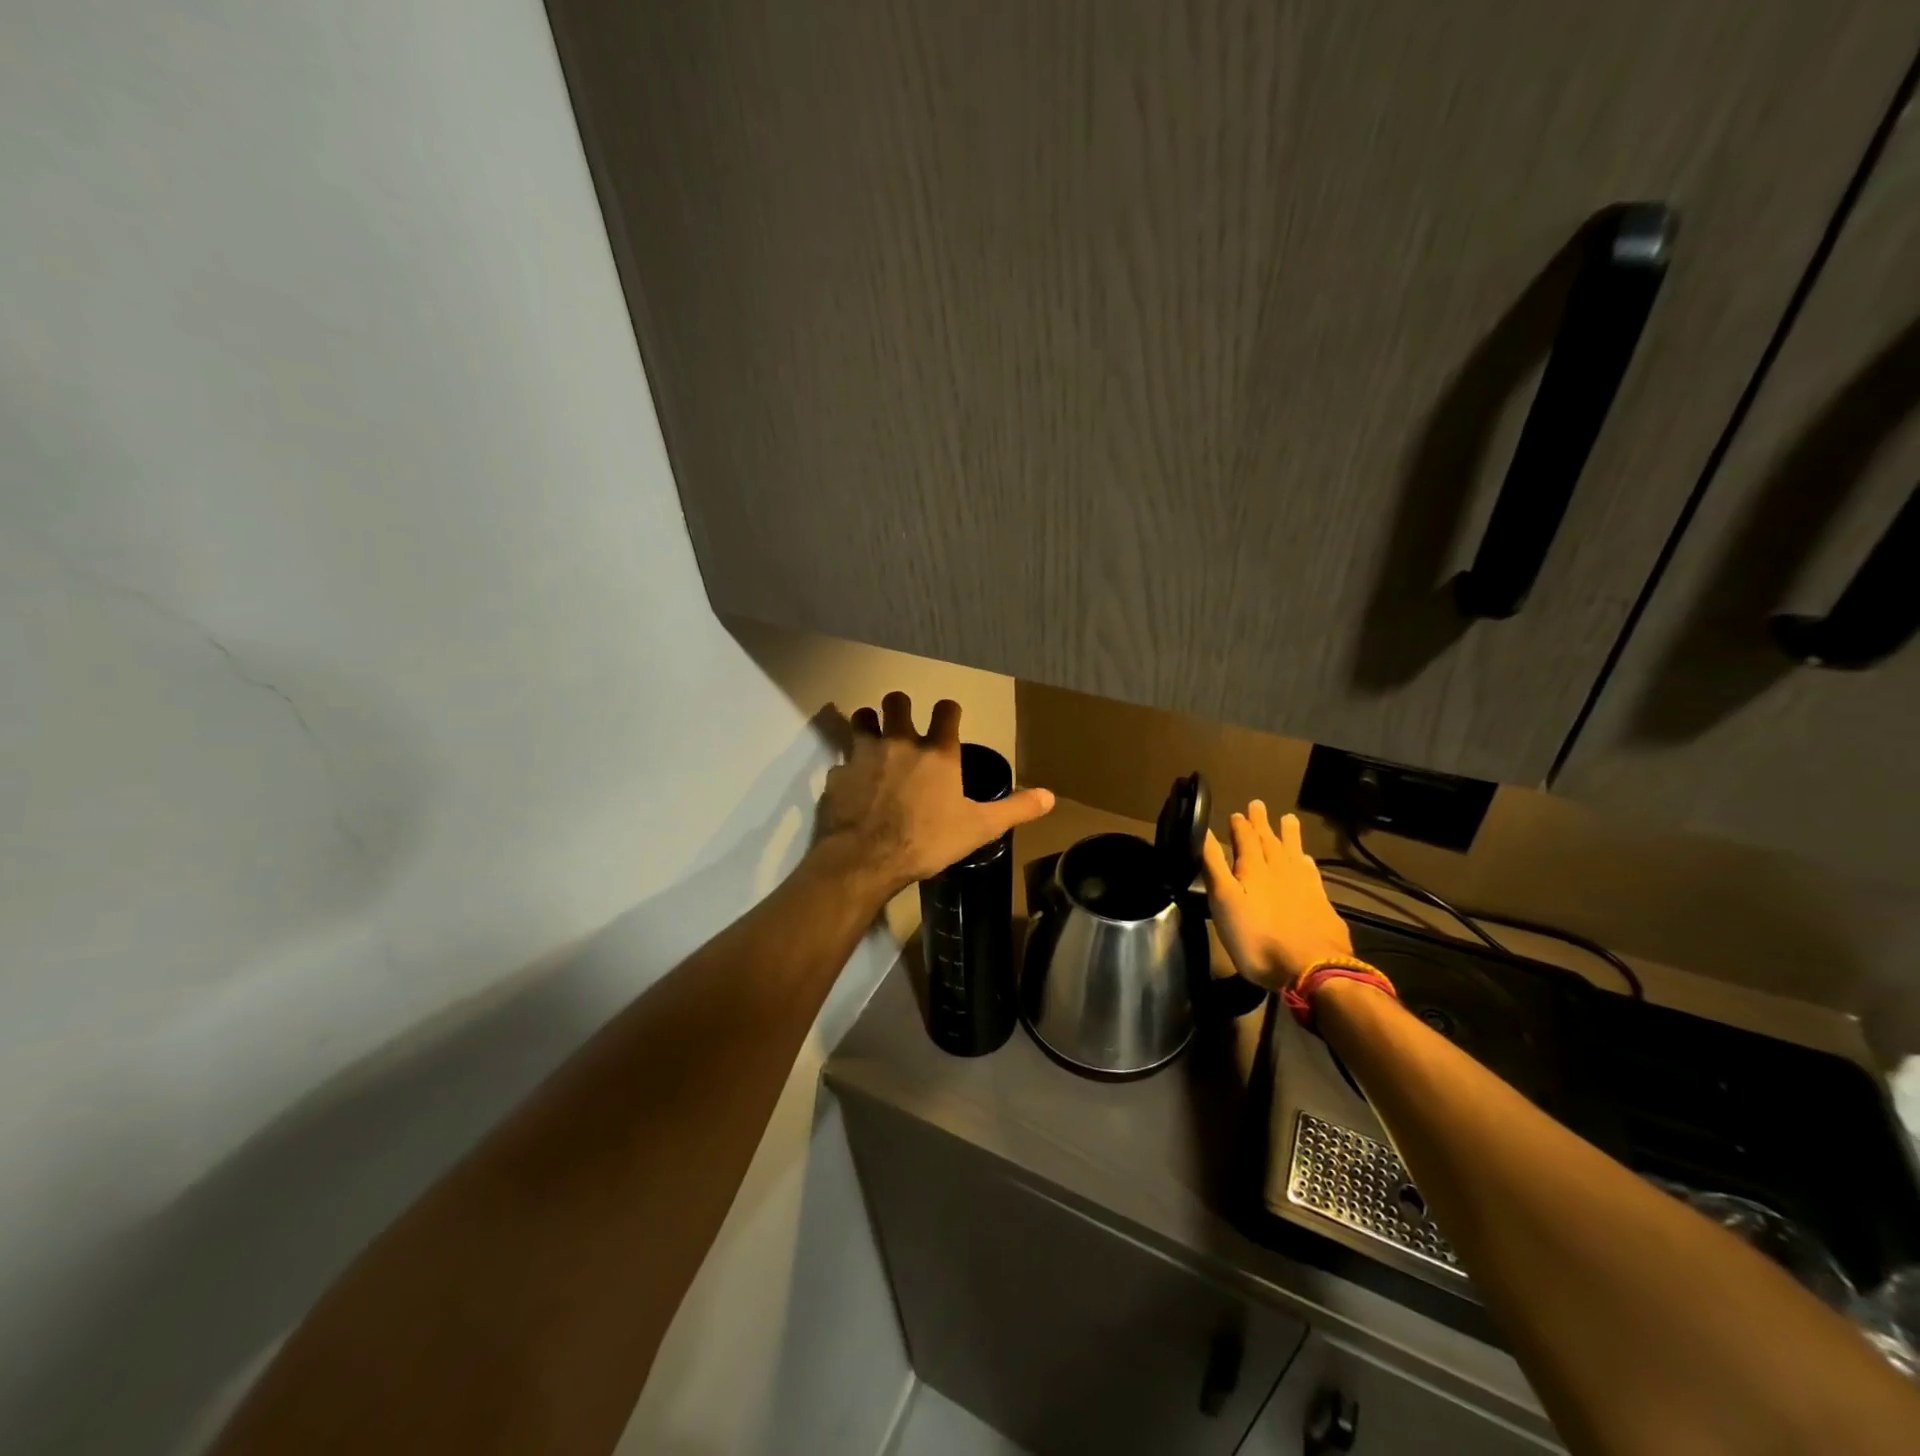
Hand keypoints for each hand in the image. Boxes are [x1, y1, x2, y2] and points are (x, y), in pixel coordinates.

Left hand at [814, 692, 1054, 899]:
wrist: (867, 859)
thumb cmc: (928, 840)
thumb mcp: (979, 828)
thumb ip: (1014, 809)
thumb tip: (1051, 797)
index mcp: (937, 751)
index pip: (946, 710)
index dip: (948, 711)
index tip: (948, 717)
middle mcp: (900, 742)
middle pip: (897, 701)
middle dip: (901, 706)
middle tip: (903, 721)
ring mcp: (864, 754)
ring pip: (863, 718)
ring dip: (869, 722)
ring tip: (873, 735)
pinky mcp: (838, 774)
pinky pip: (843, 761)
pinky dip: (849, 767)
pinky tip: (852, 783)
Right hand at [1201, 801, 1351, 992]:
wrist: (1311, 968)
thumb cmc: (1257, 937)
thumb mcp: (1224, 901)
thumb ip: (1214, 866)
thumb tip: (1203, 831)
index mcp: (1254, 869)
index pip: (1245, 839)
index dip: (1240, 825)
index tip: (1236, 813)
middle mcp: (1280, 870)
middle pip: (1270, 841)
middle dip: (1262, 823)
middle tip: (1258, 804)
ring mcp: (1304, 886)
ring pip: (1294, 852)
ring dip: (1289, 836)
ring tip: (1289, 819)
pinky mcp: (1321, 904)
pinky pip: (1312, 874)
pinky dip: (1307, 863)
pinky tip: (1307, 861)